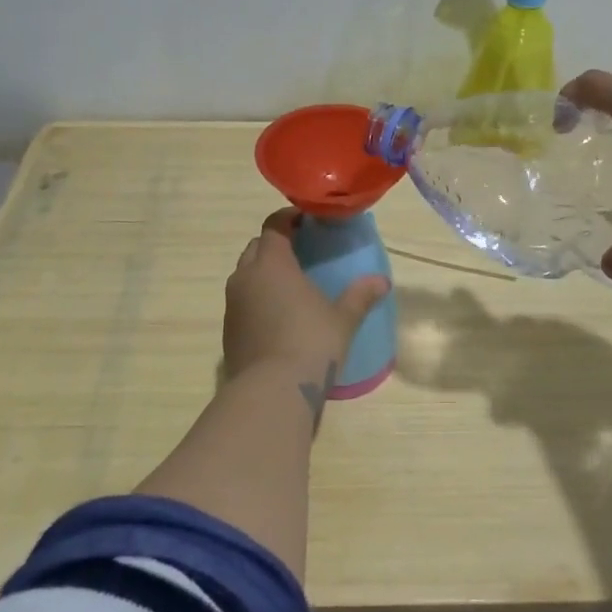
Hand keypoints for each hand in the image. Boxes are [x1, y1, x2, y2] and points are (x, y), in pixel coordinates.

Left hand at [223, 209, 390, 378]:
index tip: (306, 221)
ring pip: (245, 276)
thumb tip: (382, 281)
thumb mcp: (343, 319)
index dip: (288, 219)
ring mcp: (232, 305)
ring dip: (263, 274)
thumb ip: (360, 296)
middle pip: (255, 248)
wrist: (272, 392)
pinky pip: (242, 303)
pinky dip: (257, 300)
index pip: (274, 226)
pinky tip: (277, 316)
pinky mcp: (228, 331)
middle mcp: (245, 277)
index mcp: (272, 264)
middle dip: (274, 245)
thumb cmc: (311, 344)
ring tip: (290, 285)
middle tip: (301, 252)